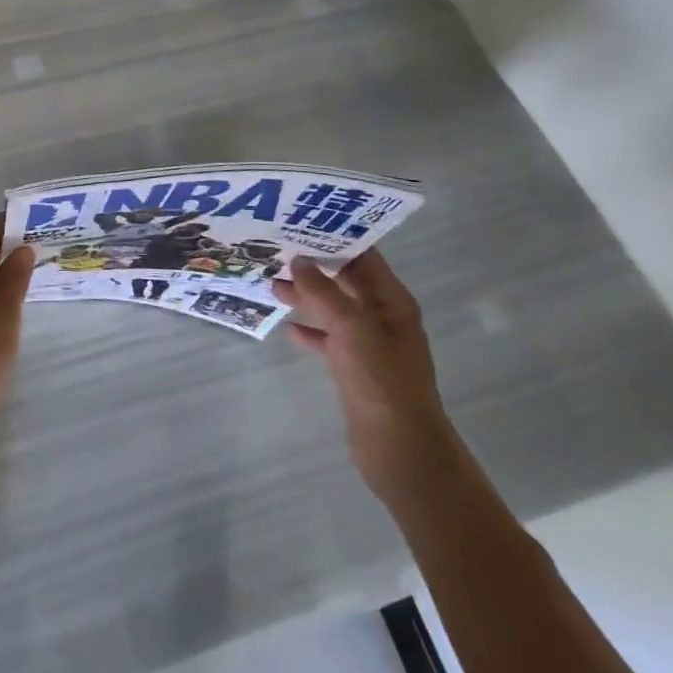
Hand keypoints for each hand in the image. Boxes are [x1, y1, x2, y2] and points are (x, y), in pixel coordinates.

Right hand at [272, 251, 458, 499]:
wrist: (401, 449)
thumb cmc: (381, 380)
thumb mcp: (351, 327)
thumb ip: (323, 291)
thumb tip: (298, 260)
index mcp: (391, 301)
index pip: (363, 256)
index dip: (334, 238)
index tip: (299, 223)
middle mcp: (382, 317)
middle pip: (345, 281)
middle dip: (314, 266)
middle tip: (276, 250)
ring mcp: (369, 344)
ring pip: (333, 309)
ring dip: (307, 296)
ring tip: (272, 284)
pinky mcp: (355, 369)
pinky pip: (329, 339)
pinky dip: (311, 330)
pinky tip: (289, 328)